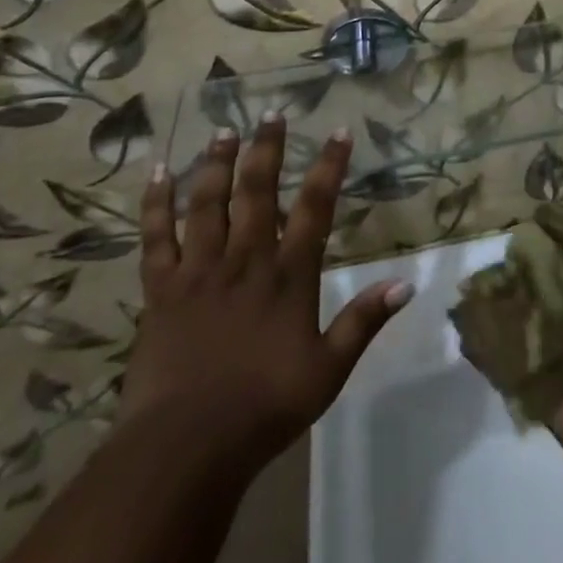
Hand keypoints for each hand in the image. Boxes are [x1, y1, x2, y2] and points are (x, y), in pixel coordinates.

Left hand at [116, 119, 413, 470]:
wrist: (185, 448)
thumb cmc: (264, 408)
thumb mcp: (328, 370)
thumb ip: (364, 322)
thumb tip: (406, 284)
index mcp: (288, 276)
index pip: (315, 207)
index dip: (329, 167)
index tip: (339, 132)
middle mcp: (245, 260)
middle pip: (257, 191)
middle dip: (267, 149)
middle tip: (272, 114)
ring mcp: (199, 271)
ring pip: (208, 203)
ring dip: (217, 164)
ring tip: (224, 130)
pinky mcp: (161, 290)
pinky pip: (157, 237)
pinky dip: (156, 203)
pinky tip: (157, 173)